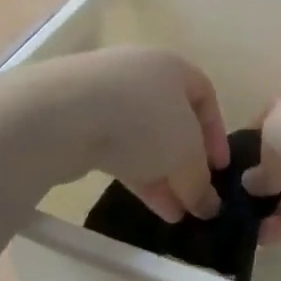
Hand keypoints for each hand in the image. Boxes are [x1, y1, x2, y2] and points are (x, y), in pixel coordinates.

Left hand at [38, 47, 229, 222]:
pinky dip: (134, 173)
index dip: (216, 135)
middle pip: (172, 122)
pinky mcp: (76, 119)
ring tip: (174, 214)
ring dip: (162, 176)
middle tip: (195, 198)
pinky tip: (146, 203)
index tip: (220, 170)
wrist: (60, 116)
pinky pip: (116, 148)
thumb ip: (200, 182)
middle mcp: (139, 74)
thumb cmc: (142, 121)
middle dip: (186, 164)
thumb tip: (208, 207)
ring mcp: (103, 95)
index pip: (205, 97)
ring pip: (143, 139)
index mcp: (171, 66)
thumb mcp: (186, 155)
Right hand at [243, 64, 280, 241]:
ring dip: (279, 205)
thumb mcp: (276, 132)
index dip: (254, 140)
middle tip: (237, 206)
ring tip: (244, 229)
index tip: (231, 168)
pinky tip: (266, 238)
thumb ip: (265, 162)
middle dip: (269, 177)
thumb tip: (253, 184)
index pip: (278, 114)